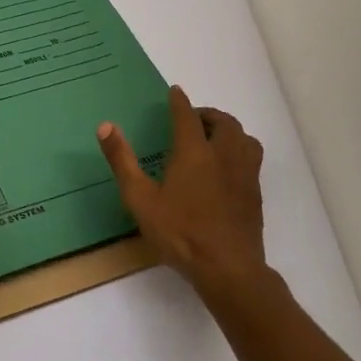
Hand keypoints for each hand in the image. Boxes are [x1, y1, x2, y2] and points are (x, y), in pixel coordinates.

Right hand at [97, 86, 269, 302]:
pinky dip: (239, 150)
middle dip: (207, 114)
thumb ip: (123, 161)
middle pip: (223, 122)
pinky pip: (251, 158)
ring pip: (244, 138)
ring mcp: (244, 175)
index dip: (179, 102)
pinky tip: (227, 167)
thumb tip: (106, 126)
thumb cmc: (180, 233)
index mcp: (194, 152)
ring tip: (214, 138)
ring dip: (229, 130)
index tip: (174, 92)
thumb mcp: (140, 198)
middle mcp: (223, 156)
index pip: (187, 116)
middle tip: (192, 119)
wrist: (228, 269)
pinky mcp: (254, 194)